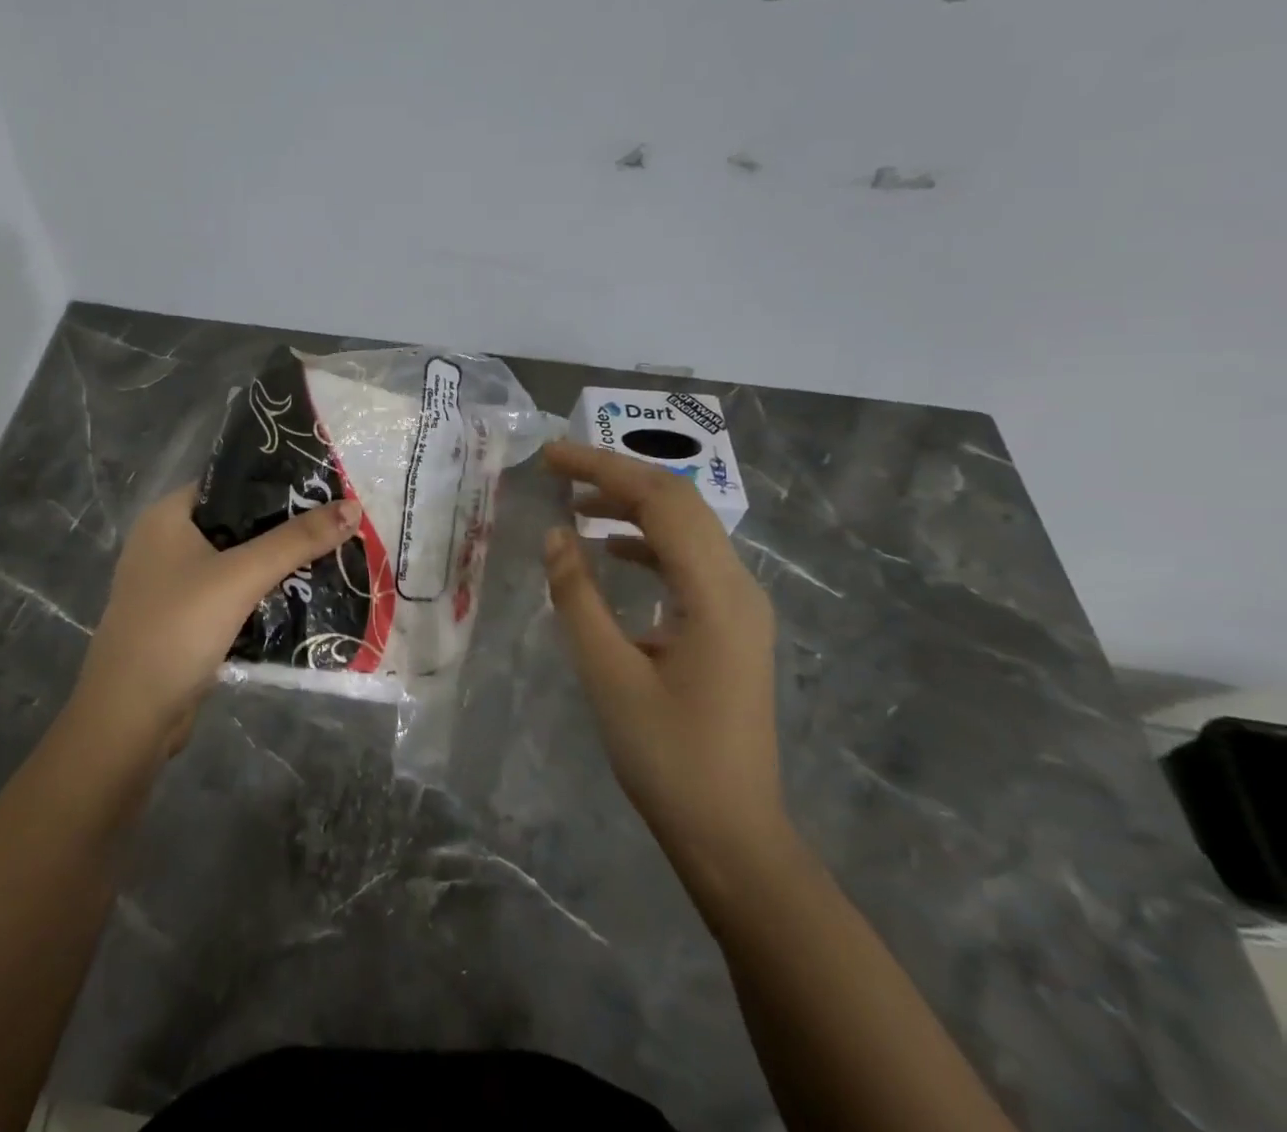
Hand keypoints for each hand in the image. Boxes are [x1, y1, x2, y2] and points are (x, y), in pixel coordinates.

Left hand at [69, 482, 361, 753]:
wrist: (130, 717)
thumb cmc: (178, 628)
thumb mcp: (241, 577)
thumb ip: (296, 541)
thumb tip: (352, 507)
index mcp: (167, 517)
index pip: (229, 483)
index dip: (275, 483)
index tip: (323, 488)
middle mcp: (166, 543)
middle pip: (236, 524)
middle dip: (284, 527)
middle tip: (336, 525)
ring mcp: (173, 585)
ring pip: (236, 563)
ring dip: (276, 564)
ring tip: (330, 556)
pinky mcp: (184, 621)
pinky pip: (231, 596)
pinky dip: (261, 596)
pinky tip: (302, 597)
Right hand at [541, 441, 785, 872]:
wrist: (731, 833)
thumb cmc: (667, 757)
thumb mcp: (609, 674)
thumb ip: (578, 597)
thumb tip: (556, 535)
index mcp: (716, 594)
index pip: (660, 502)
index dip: (603, 469)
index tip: (550, 456)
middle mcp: (738, 587)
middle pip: (679, 503)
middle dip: (616, 476)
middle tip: (558, 467)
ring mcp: (739, 607)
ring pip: (685, 530)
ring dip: (631, 507)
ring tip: (574, 503)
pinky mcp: (729, 626)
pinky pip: (687, 562)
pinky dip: (645, 542)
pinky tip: (608, 551)